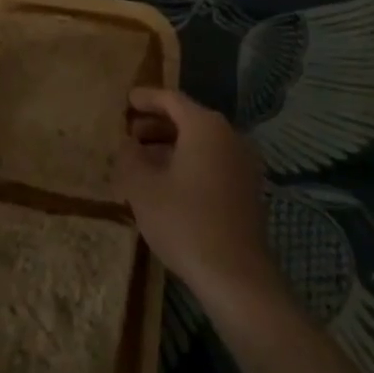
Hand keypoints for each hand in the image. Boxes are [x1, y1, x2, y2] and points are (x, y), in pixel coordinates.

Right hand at [114, 88, 282, 312]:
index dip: (146, 98)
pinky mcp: (247, 188)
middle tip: (129, 132)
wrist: (235, 274)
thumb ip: (130, 157)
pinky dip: (189, 162)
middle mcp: (229, 135)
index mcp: (205, 126)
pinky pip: (213, 161)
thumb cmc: (184, 221)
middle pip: (188, 119)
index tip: (126, 100)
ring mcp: (243, 162)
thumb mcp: (143, 188)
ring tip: (142, 159)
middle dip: (156, 124)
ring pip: (201, 142)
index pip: (171, 99)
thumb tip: (127, 143)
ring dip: (171, 145)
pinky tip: (168, 182)